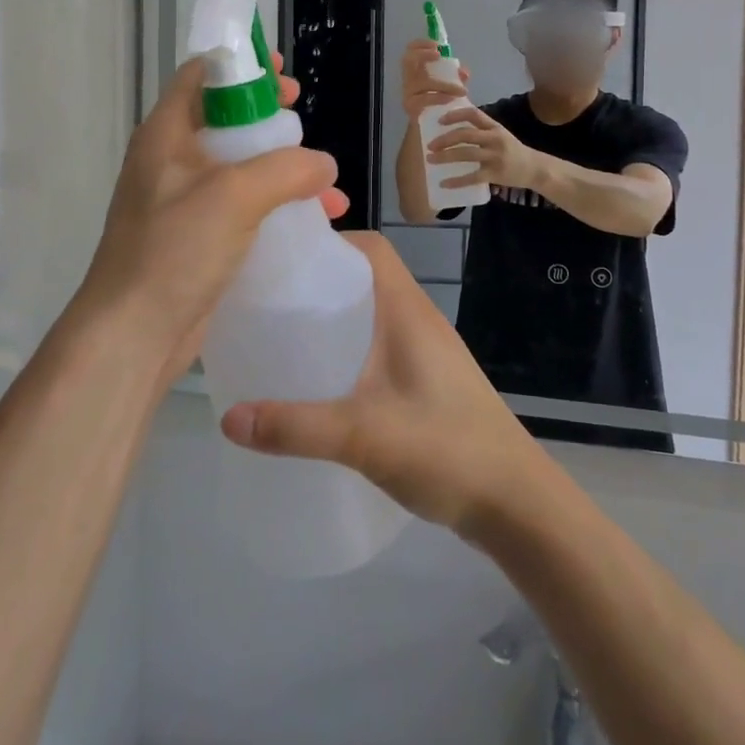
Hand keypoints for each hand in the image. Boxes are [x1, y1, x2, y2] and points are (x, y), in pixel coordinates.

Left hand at [71, 54, 347, 383]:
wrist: (134, 334)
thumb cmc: (174, 249)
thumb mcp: (234, 196)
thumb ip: (286, 169)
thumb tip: (324, 165)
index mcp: (166, 134)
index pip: (200, 76)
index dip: (240, 67)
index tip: (281, 73)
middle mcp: (172, 161)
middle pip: (225, 120)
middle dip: (270, 119)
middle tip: (302, 120)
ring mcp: (184, 201)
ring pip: (240, 166)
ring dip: (283, 168)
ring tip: (326, 182)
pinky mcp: (198, 237)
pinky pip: (244, 207)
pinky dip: (277, 205)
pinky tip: (315, 220)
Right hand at [220, 233, 544, 534]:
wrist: (517, 504)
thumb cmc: (447, 450)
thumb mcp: (364, 436)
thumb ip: (296, 427)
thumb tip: (228, 417)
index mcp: (408, 310)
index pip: (371, 248)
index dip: (331, 240)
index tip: (284, 257)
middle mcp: (418, 320)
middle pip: (366, 277)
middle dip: (320, 281)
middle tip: (269, 300)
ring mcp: (425, 353)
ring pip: (372, 314)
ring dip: (334, 317)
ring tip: (284, 336)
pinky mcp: (426, 383)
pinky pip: (379, 348)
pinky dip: (349, 350)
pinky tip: (321, 383)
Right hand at [399, 38, 469, 120]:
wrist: (434, 130)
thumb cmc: (442, 104)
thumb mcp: (451, 87)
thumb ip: (457, 78)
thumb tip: (464, 71)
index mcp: (417, 72)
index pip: (410, 51)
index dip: (421, 44)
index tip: (437, 46)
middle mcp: (408, 81)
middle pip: (407, 60)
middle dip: (423, 54)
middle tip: (439, 55)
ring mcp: (408, 94)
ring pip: (422, 82)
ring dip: (443, 84)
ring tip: (461, 90)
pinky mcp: (411, 108)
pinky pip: (423, 100)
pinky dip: (438, 98)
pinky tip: (451, 100)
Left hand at [428, 106, 543, 191]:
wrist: (534, 168)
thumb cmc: (511, 150)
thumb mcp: (499, 134)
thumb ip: (481, 129)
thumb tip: (453, 125)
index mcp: (494, 127)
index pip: (473, 114)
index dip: (454, 115)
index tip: (439, 120)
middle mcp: (494, 139)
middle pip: (465, 134)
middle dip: (445, 139)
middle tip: (429, 145)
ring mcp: (495, 156)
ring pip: (466, 154)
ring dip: (445, 157)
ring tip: (430, 160)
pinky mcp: (495, 173)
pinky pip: (472, 177)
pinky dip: (456, 181)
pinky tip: (444, 183)